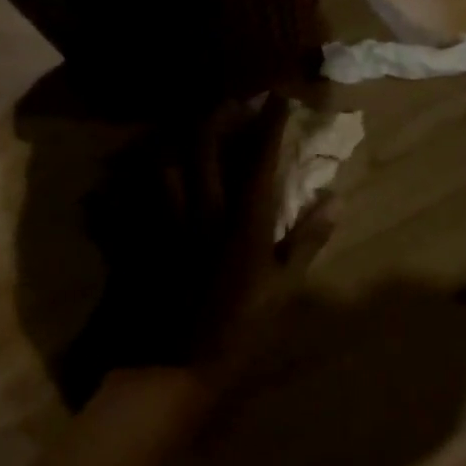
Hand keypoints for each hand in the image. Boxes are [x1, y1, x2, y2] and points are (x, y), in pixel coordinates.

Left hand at [161, 95, 335, 389]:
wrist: (173, 368)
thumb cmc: (238, 333)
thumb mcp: (284, 291)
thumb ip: (307, 241)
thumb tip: (335, 199)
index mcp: (244, 223)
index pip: (260, 159)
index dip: (269, 123)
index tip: (278, 98)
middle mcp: (203, 211)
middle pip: (205, 146)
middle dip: (217, 115)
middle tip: (229, 102)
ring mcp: (165, 223)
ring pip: (164, 161)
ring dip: (177, 137)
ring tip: (186, 127)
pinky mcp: (137, 238)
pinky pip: (129, 193)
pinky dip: (133, 176)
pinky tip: (136, 169)